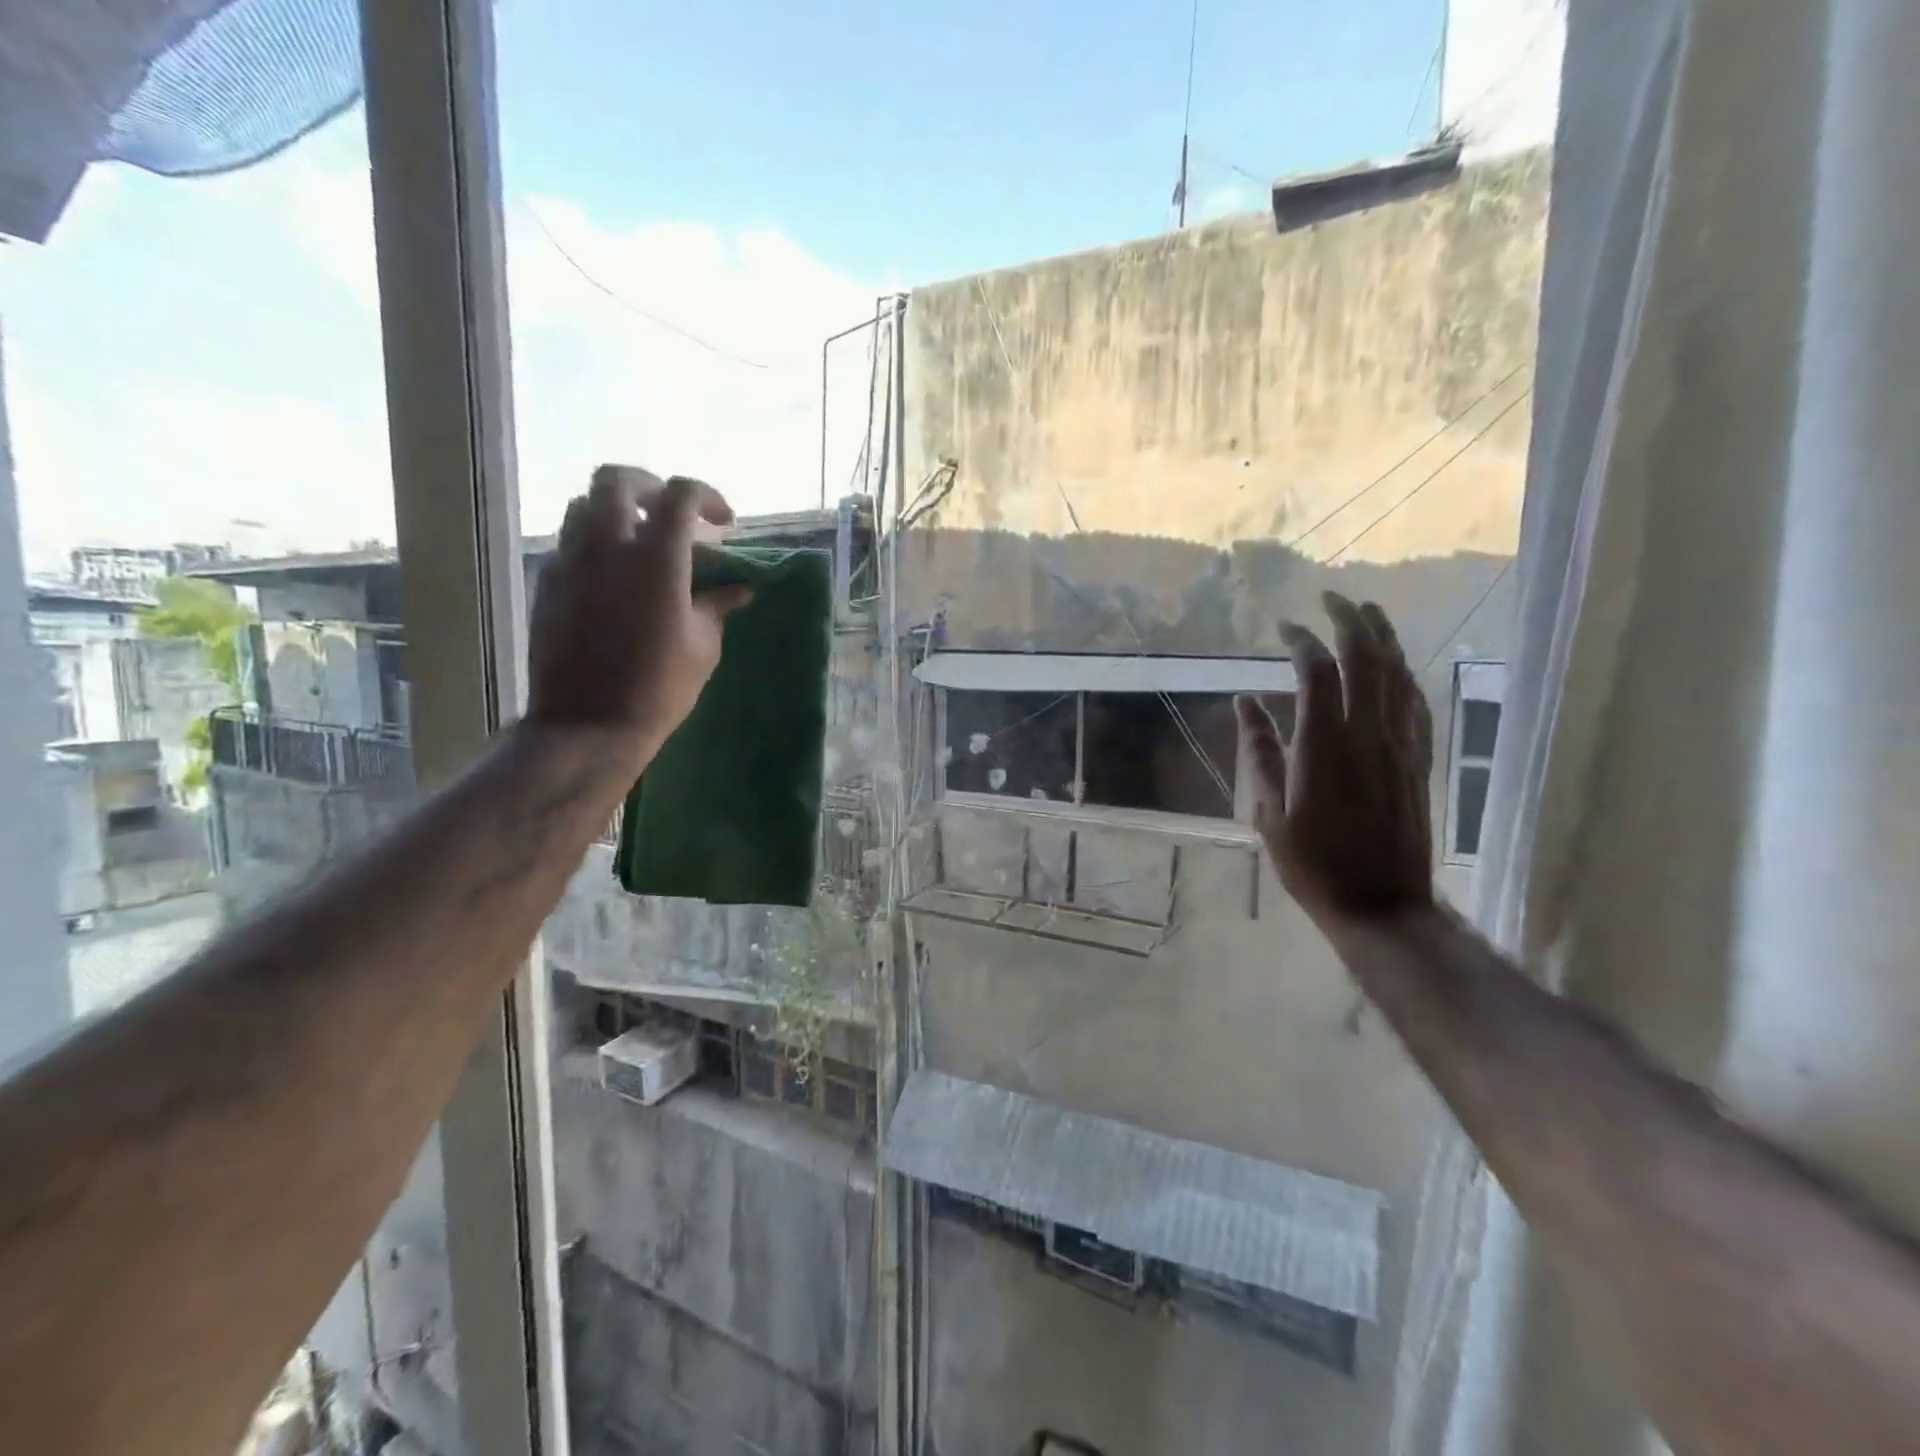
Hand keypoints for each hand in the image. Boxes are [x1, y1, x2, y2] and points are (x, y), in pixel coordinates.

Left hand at [526, 466, 750, 766]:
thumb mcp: (703, 646)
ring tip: (639, 542)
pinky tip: (612, 577)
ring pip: (585, 505)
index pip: (681, 494)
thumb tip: (740, 588)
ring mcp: (570, 561)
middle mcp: (608, 546)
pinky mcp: (548, 583)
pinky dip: (594, 544)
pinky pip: (569, 542)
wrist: (588, 723)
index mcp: (657, 558)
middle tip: (671, 515)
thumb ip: (718, 605)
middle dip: (650, 487)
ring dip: (617, 512)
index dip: (707, 496)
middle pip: (618, 480)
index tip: (723, 522)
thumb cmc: (660, 687)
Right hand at [1236, 591, 1435, 926]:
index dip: (1301, 641)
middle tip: (1330, 598)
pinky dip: (1403, 673)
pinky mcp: (1418, 760)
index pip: (1317, 672)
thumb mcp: (1268, 811)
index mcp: (1323, 746)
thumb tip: (1244, 703)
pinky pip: (1415, 703)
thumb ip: (1259, 752)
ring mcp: (1400, 745)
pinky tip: (1395, 663)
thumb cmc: (1312, 863)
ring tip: (1366, 610)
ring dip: (1383, 636)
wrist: (1380, 903)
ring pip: (1398, 674)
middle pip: (1366, 659)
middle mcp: (1366, 734)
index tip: (1284, 627)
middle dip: (1348, 620)